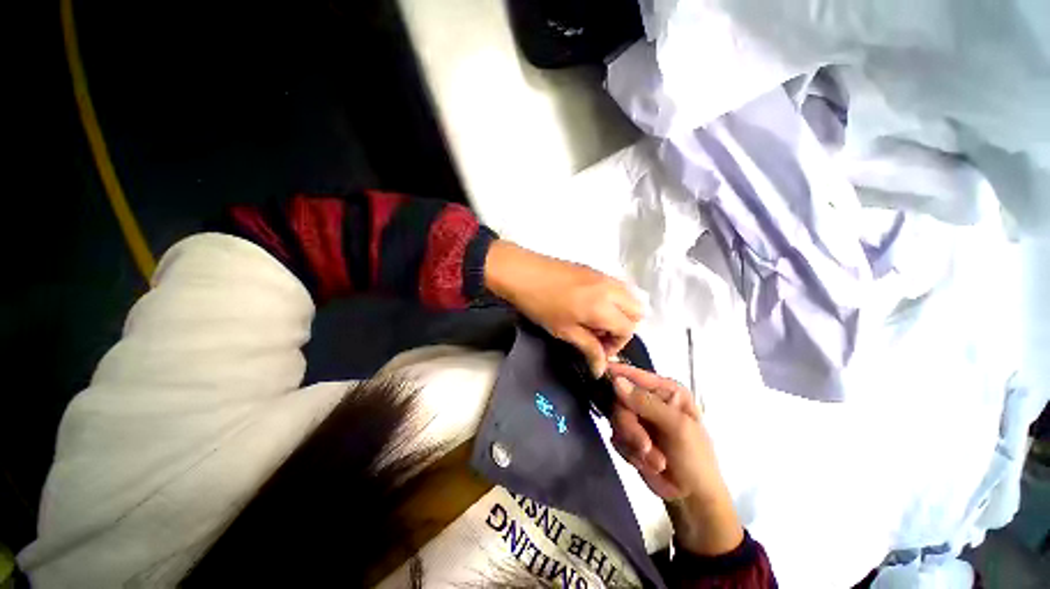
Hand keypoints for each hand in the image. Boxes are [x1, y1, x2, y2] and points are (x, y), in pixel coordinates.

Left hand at [484, 240, 641, 376]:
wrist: (521, 272)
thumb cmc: (540, 304)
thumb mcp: (564, 331)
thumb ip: (588, 348)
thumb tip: (601, 369)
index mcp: (603, 306)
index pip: (628, 329)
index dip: (617, 345)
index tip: (599, 350)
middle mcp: (611, 288)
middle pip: (637, 311)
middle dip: (625, 327)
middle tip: (600, 335)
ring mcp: (604, 275)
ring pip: (630, 296)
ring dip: (620, 312)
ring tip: (595, 321)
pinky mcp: (594, 269)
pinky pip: (617, 286)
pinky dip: (613, 299)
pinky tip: (590, 306)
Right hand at [607, 363, 742, 555]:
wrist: (693, 499)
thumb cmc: (696, 458)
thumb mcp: (677, 427)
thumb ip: (646, 403)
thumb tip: (616, 381)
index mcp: (665, 390)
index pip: (634, 375)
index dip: (616, 373)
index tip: (598, 375)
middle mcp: (648, 400)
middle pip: (619, 401)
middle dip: (631, 427)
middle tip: (644, 447)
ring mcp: (637, 419)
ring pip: (616, 421)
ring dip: (633, 444)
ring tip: (656, 462)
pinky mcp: (628, 437)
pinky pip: (616, 438)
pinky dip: (630, 453)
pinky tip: (648, 464)